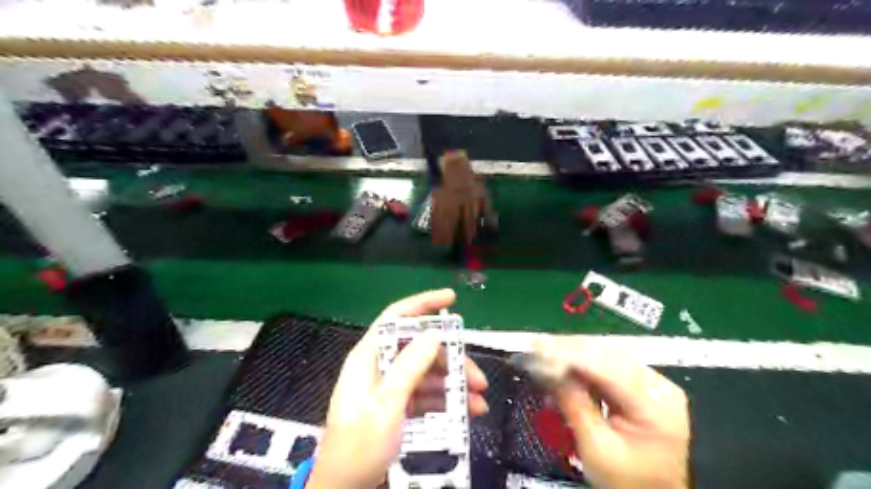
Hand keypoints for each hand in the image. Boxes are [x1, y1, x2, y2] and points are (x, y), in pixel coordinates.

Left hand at [307, 289, 486, 488]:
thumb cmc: (359, 445)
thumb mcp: (387, 404)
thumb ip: (409, 366)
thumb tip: (434, 334)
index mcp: (369, 357)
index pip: (396, 318)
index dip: (423, 304)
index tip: (451, 299)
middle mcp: (381, 366)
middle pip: (420, 349)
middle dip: (451, 360)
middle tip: (478, 379)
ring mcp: (391, 386)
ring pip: (428, 372)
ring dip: (454, 384)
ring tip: (478, 402)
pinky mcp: (399, 405)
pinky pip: (426, 394)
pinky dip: (446, 401)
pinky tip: (468, 411)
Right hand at [536, 338, 690, 488]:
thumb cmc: (625, 482)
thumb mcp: (596, 447)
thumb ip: (573, 403)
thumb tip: (546, 368)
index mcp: (655, 403)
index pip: (607, 368)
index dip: (569, 355)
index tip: (537, 349)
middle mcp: (658, 385)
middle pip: (608, 354)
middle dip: (569, 349)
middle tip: (536, 347)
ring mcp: (652, 384)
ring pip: (607, 355)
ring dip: (573, 353)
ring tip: (543, 352)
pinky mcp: (641, 386)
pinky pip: (608, 366)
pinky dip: (582, 364)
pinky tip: (561, 365)